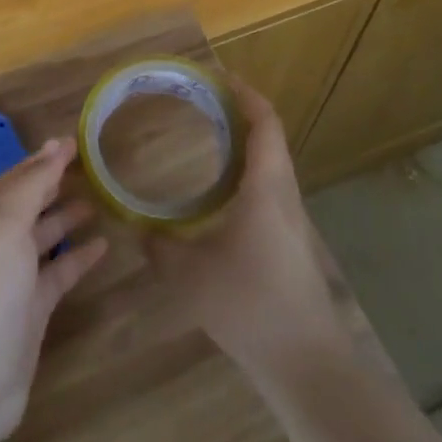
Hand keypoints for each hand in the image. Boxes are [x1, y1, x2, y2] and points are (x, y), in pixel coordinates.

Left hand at [0, 137, 108, 441]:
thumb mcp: (5, 222)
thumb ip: (33, 184)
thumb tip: (57, 145)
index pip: (16, 178)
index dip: (43, 159)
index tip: (73, 142)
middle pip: (29, 204)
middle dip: (54, 185)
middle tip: (90, 166)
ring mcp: (13, 276)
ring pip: (45, 236)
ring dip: (67, 218)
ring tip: (99, 200)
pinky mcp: (32, 308)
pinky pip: (59, 272)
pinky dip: (79, 257)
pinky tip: (102, 245)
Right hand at [145, 83, 347, 381]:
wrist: (307, 363)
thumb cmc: (250, 305)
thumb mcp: (190, 275)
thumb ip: (158, 247)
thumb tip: (134, 227)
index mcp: (265, 186)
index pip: (264, 122)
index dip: (244, 94)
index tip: (217, 78)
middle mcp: (284, 193)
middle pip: (269, 137)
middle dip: (239, 113)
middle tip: (201, 103)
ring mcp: (292, 219)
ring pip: (271, 163)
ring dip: (244, 143)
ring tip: (207, 137)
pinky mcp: (291, 241)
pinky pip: (270, 187)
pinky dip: (247, 171)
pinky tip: (220, 193)